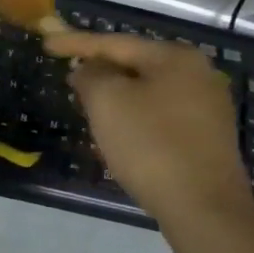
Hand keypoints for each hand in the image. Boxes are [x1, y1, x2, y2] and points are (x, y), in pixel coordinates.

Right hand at [45, 32, 253, 243]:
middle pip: (134, 65)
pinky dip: (133, 118)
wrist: (205, 210)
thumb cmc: (151, 145)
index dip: (76, 42)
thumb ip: (90, 75)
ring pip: (146, 92)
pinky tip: (117, 135)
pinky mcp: (206, 138)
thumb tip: (88, 69)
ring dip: (115, 98)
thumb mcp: (107, 101)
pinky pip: (159, 116)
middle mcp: (198, 74)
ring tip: (87, 107)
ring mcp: (206, 108)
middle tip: (68, 78)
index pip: (115, 43)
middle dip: (99, 72)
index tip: (46, 44)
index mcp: (175, 58)